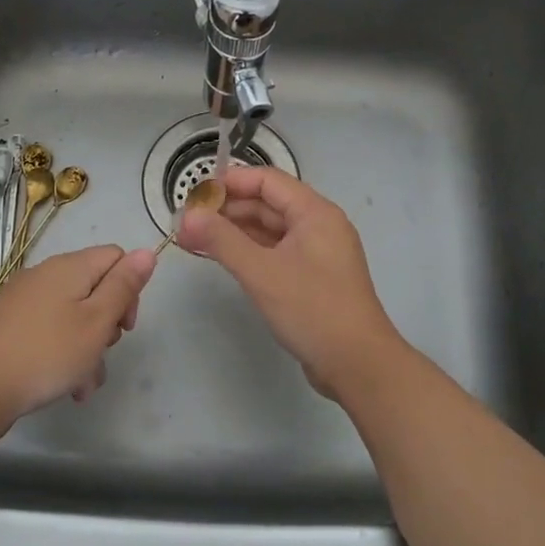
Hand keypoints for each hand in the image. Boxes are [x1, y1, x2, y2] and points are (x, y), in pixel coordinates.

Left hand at [0, 244, 155, 426]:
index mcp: (69, 267)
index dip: (129, 288)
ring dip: (87, 348)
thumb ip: (124, 285)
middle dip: (107, 324)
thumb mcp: (97, 321)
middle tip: (103, 353)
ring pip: (73, 316)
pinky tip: (66, 386)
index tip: (125, 326)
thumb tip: (147, 251)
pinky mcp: (9, 325)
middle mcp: (45, 275)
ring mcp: (24, 300)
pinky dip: (63, 353)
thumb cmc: (47, 353)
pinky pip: (49, 331)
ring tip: (85, 385)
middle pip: (94, 288)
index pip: (115, 257)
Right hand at [177, 168, 403, 397]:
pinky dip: (249, 252)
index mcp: (315, 213)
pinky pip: (276, 252)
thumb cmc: (312, 310)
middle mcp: (319, 225)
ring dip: (234, 232)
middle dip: (227, 210)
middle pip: (268, 204)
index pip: (267, 181)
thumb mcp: (262, 272)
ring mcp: (317, 253)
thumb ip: (221, 240)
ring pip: (270, 230)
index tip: (193, 195)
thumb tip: (186, 217)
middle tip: (186, 223)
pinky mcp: (313, 278)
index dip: (229, 182)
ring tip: (194, 240)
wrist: (358, 365)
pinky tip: (223, 258)